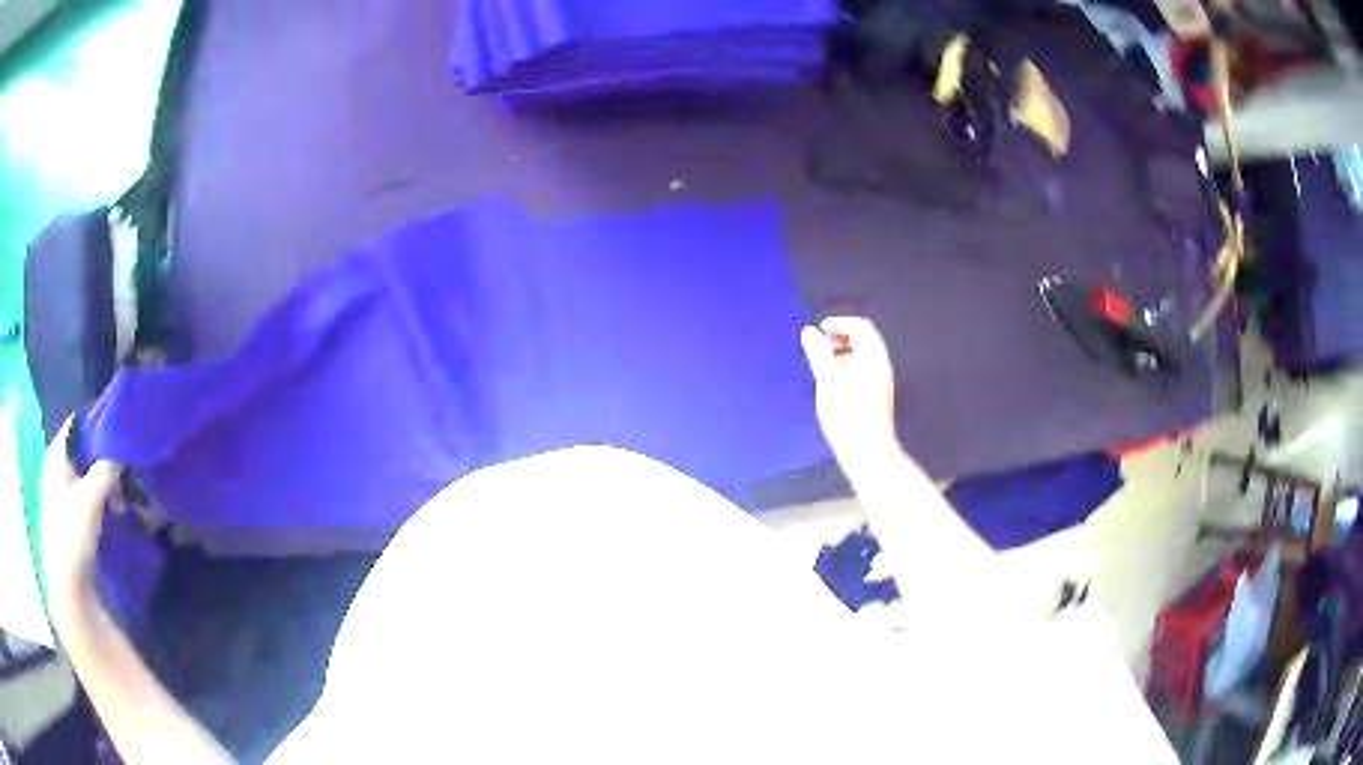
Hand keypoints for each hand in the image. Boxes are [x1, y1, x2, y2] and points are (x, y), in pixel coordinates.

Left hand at [40, 417, 120, 609]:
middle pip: (81, 449)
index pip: (78, 422)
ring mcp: (58, 489)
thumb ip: (106, 469)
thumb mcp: (91, 498)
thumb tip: (121, 452)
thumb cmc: (72, 532)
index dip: (98, 424)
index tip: (119, 435)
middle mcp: (55, 463)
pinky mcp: (65, 511)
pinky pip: (83, 491)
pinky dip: (97, 497)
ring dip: (103, 482)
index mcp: (57, 451)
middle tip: (124, 474)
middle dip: (103, 459)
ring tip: (120, 500)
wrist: (65, 580)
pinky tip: (110, 512)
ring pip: (84, 472)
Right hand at [800, 317, 900, 467]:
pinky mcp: (876, 396)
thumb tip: (809, 332)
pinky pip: (862, 371)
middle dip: (840, 338)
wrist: (868, 451)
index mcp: (873, 357)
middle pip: (863, 340)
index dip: (839, 323)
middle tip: (820, 346)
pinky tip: (832, 385)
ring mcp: (880, 381)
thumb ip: (818, 353)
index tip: (820, 330)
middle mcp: (880, 365)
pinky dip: (846, 368)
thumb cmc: (848, 414)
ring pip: (862, 356)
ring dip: (842, 353)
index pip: (860, 326)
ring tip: (823, 366)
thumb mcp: (828, 380)